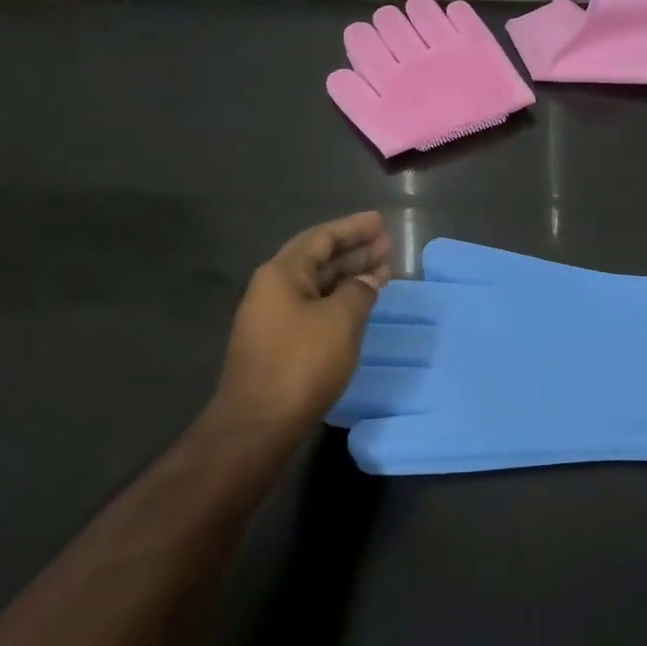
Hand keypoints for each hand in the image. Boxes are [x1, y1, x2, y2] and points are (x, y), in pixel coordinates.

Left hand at [206, 212, 391, 441]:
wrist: (259, 423)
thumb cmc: (301, 363)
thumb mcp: (340, 320)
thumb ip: (359, 291)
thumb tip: (367, 281)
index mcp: (282, 274)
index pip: (321, 238)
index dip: (352, 228)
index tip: (379, 222)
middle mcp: (273, 289)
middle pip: (318, 259)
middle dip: (354, 250)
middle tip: (387, 244)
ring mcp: (274, 318)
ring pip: (318, 285)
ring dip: (349, 276)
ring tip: (383, 270)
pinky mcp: (279, 343)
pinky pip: (315, 307)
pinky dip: (340, 300)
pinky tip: (361, 304)